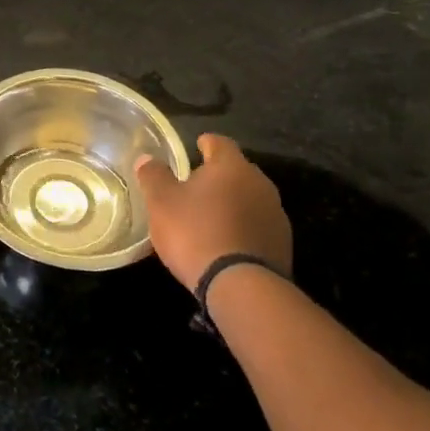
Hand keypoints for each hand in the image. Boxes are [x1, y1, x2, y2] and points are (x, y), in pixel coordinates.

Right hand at [136, 134, 290, 300]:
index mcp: (232, 167)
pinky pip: (257, 225)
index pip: (219, 142)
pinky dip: (242, 227)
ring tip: (210, 217)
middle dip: (218, 175)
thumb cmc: (196, 233)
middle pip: (237, 171)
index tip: (194, 148)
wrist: (241, 287)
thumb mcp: (161, 202)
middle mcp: (260, 184)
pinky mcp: (282, 245)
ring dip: (231, 203)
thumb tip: (147, 158)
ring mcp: (276, 215)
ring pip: (249, 198)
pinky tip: (226, 242)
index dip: (204, 143)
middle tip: (195, 186)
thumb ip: (153, 175)